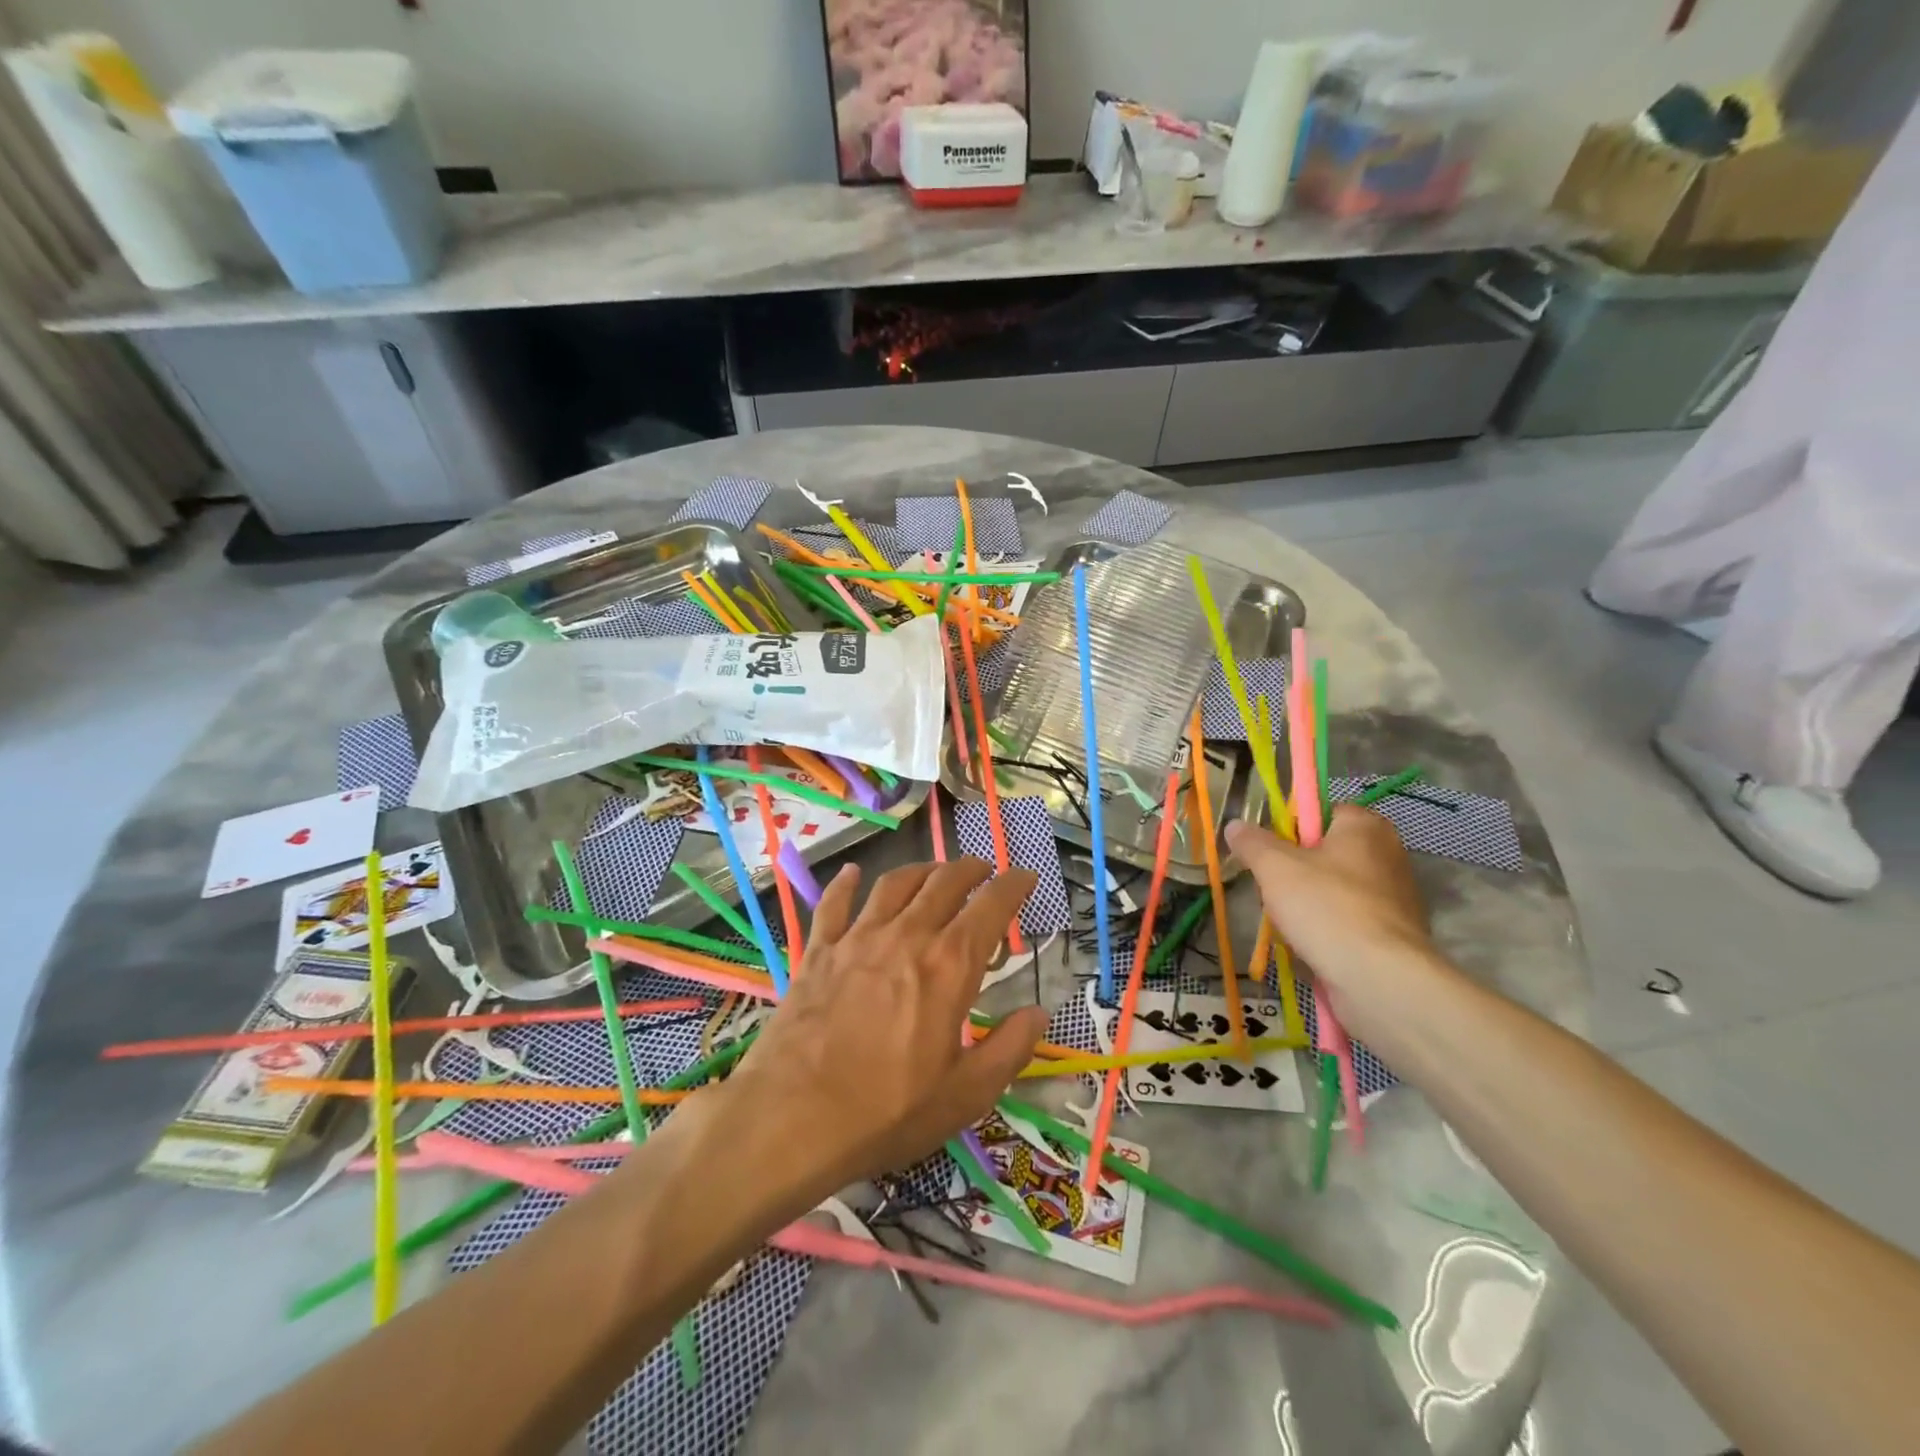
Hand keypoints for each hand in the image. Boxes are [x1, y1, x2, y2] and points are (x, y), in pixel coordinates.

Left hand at [724, 857, 1046, 1196]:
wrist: (793, 1117)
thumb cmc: (888, 1111)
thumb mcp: (966, 1094)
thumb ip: (1010, 1048)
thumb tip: (1039, 1012)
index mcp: (949, 966)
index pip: (991, 906)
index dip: (1014, 885)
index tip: (1026, 876)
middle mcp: (907, 936)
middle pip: (944, 882)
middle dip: (971, 869)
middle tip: (984, 870)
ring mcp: (858, 939)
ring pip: (895, 883)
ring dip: (922, 870)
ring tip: (935, 871)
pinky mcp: (819, 951)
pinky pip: (834, 904)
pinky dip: (846, 884)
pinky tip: (853, 873)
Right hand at [1226, 807, 1441, 1037]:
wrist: (1380, 980)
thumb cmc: (1326, 908)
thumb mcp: (1274, 867)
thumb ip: (1252, 842)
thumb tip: (1235, 825)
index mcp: (1365, 826)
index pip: (1317, 813)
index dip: (1287, 830)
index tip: (1267, 854)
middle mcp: (1388, 854)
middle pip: (1322, 853)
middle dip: (1293, 873)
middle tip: (1272, 892)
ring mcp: (1395, 897)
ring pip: (1331, 890)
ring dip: (1306, 904)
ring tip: (1289, 925)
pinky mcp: (1394, 934)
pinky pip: (1347, 921)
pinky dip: (1327, 930)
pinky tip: (1311, 947)